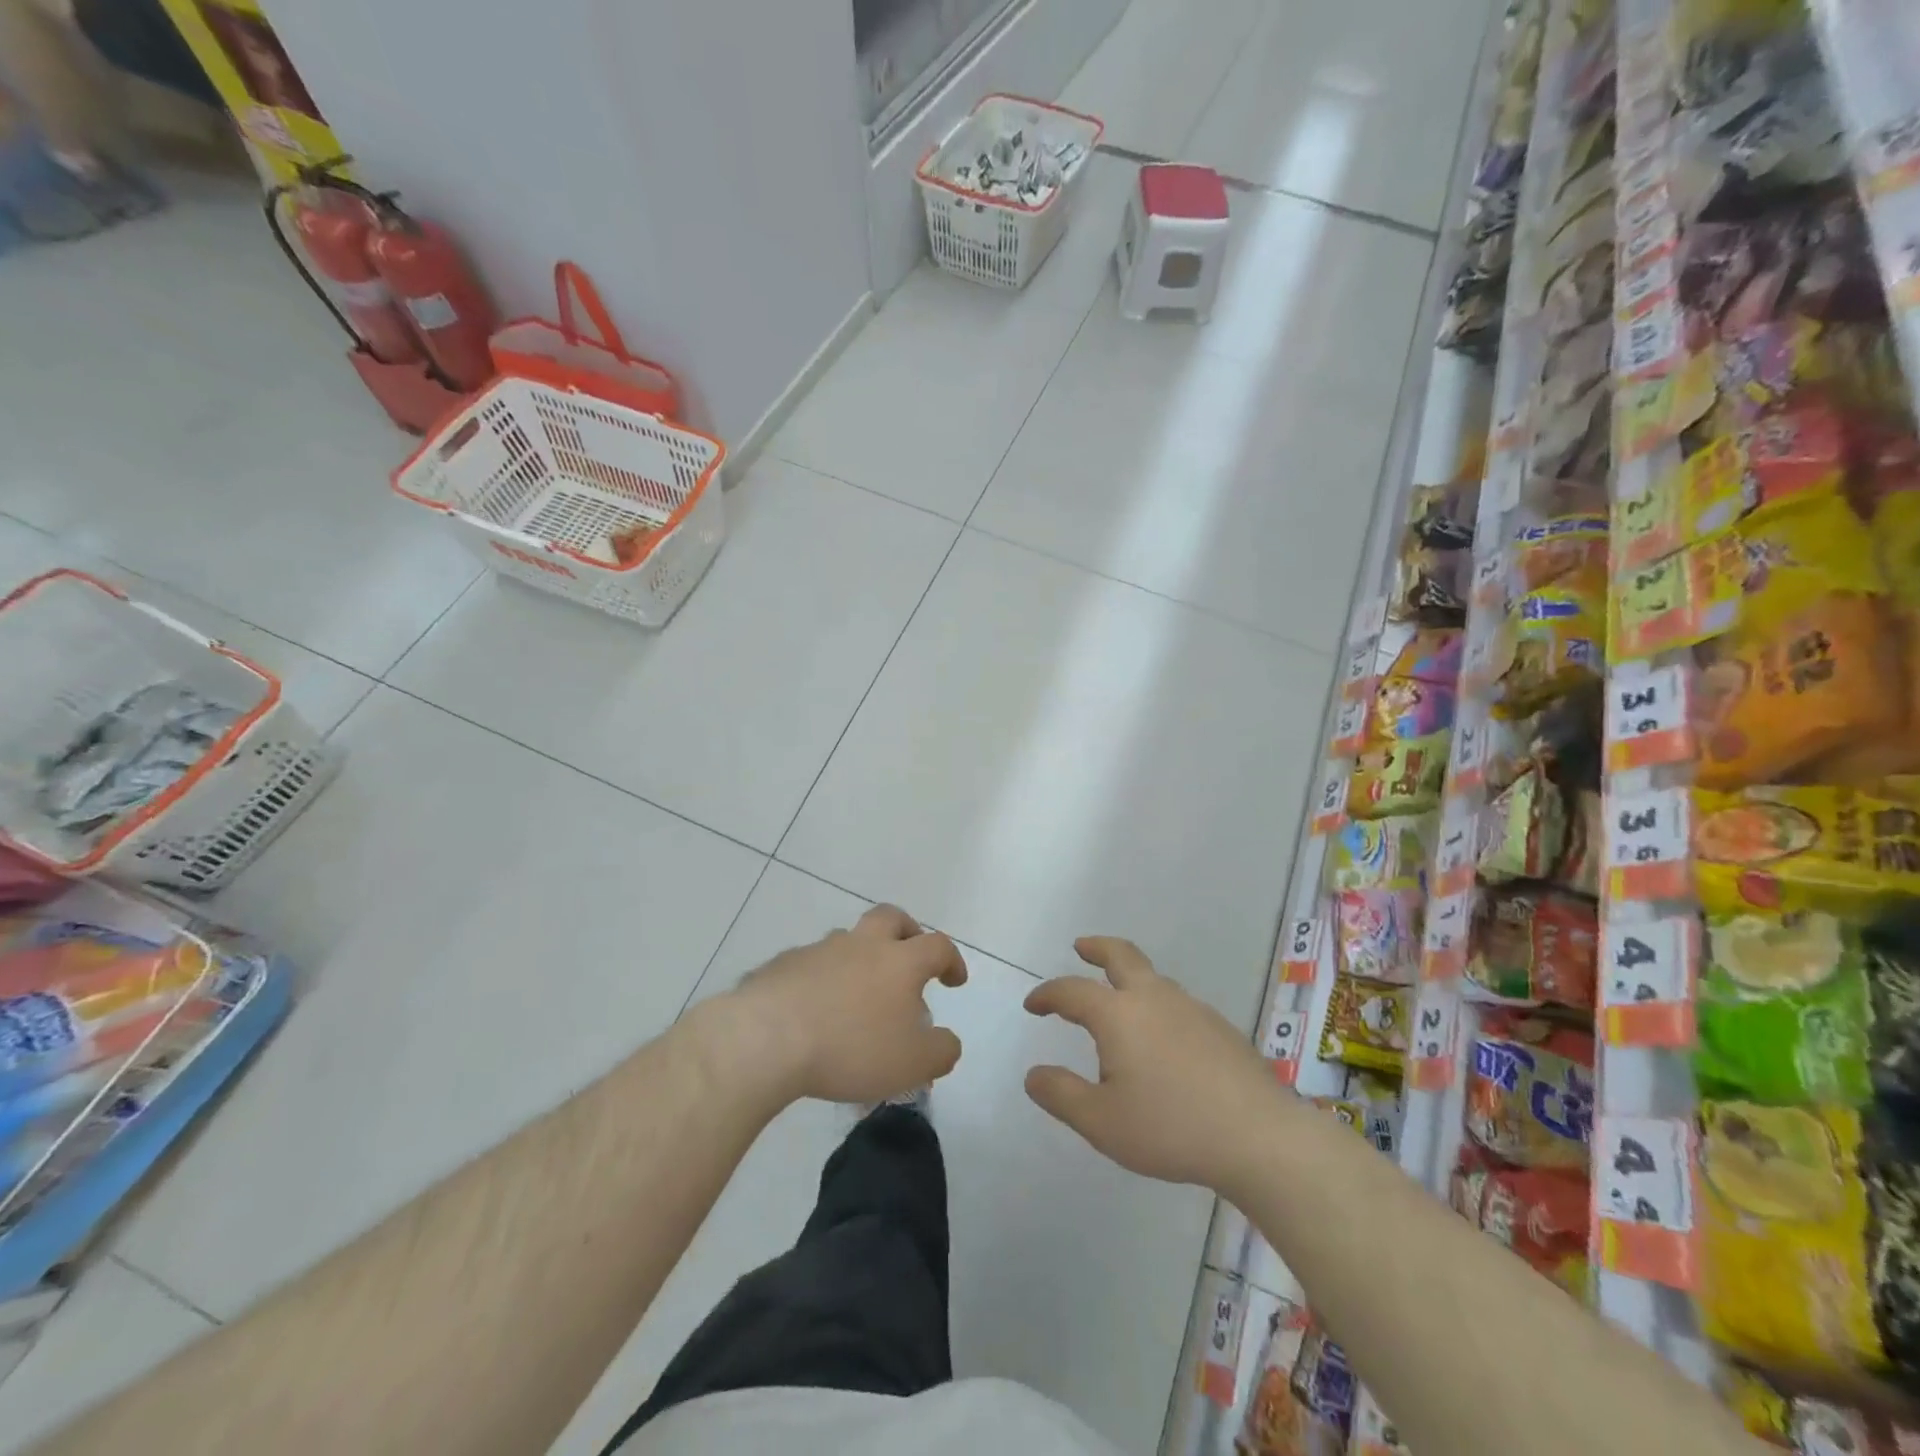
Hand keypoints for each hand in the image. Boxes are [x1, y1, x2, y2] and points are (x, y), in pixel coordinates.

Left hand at [719, 905, 967, 1105]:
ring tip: (857, 996)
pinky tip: (814, 1011)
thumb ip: (941, 1051)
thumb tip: (946, 1041)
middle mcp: (861, 944)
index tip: (954, 980)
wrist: (767, 1039)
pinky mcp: (782, 966)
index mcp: (899, 961)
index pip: (937, 946)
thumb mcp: (913, 1064)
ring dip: (860, 957)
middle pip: (891, 918)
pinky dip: (821, 980)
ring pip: (847, 940)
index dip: (951, 960)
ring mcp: (819, 951)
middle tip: (909, 957)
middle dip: (907, 932)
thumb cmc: (851, 1048)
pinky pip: (810, 965)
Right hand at [1024, 937, 1276, 1189]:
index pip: (1072, 991)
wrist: (1258, 1136)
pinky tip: (1163, 1040)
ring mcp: (1192, 1008)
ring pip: (1153, 978)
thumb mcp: (1101, 1122)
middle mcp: (1153, 998)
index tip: (1033, 1004)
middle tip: (1081, 947)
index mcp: (1118, 1014)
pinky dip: (1158, 1005)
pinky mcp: (1219, 1027)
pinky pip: (1178, 1003)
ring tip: (1120, 1004)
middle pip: (1121, 955)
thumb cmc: (1170, 1127)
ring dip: (1129, 978)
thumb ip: (1061, 1095)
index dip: (1048, 994)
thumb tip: (1033, 1074)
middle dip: (1096, 948)